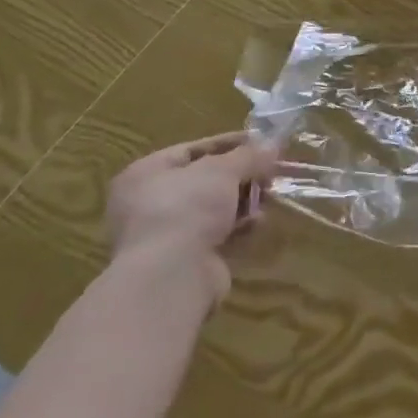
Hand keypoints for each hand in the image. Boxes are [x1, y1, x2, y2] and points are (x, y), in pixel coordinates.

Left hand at [106, 131, 277, 298]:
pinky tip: (257, 223)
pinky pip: (216, 235)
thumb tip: (272, 146)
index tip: (261, 141)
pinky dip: (237, 228)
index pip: (192, 149)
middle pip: (205, 180)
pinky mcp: (182, 261)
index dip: (229, 143)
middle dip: (241, 176)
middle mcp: (148, 203)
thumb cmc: (187, 207)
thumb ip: (248, 155)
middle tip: (269, 172)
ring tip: (269, 197)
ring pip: (213, 209)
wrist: (170, 276)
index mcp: (145, 174)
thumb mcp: (223, 170)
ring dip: (242, 202)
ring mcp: (164, 235)